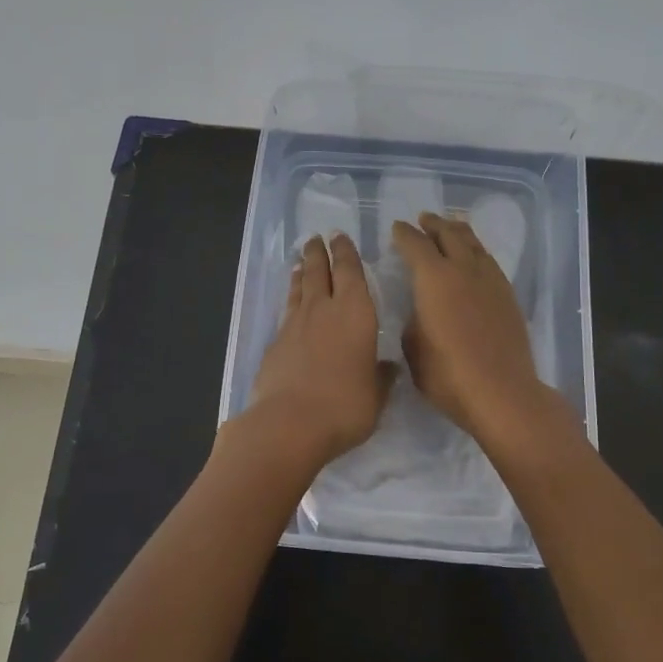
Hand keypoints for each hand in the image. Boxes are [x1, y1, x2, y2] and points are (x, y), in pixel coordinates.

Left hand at [244, 234, 393, 466]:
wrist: (289, 424)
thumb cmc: (345, 407)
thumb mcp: (376, 396)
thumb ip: (381, 377)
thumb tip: (388, 366)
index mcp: (355, 313)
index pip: (350, 271)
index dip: (346, 253)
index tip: (340, 237)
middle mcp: (323, 310)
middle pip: (318, 272)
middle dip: (319, 253)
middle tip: (316, 238)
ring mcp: (294, 325)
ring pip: (298, 288)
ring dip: (300, 272)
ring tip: (300, 261)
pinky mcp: (274, 344)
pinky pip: (286, 312)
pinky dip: (289, 300)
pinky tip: (290, 305)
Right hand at [390, 212, 564, 445]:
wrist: (501, 393)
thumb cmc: (447, 374)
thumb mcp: (413, 347)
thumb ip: (414, 318)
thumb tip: (421, 309)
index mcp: (434, 278)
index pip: (415, 245)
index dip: (404, 234)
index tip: (397, 228)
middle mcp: (463, 270)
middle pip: (449, 234)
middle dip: (434, 224)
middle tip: (424, 219)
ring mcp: (491, 281)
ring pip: (474, 244)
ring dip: (459, 232)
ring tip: (451, 228)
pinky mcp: (508, 296)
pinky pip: (489, 262)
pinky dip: (476, 252)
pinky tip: (474, 259)